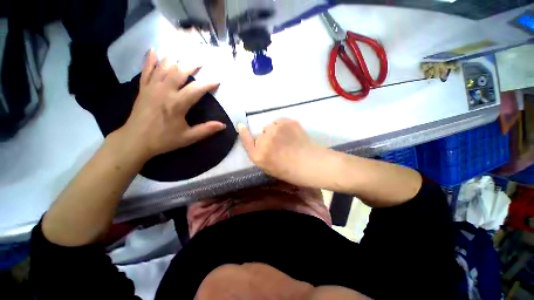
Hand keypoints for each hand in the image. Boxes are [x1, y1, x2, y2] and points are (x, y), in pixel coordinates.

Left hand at [115, 49, 225, 160]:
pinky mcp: (143, 89)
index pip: (196, 89)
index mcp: (177, 104)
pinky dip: (150, 60)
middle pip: (179, 72)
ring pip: (163, 68)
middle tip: (200, 63)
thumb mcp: (188, 137)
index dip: (208, 84)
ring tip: (182, 56)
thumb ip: (206, 130)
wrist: (135, 141)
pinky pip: (146, 70)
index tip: (216, 81)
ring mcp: (152, 88)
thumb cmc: (164, 140)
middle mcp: (165, 91)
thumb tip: (222, 125)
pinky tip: (153, 50)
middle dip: (191, 66)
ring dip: (174, 60)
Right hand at [238, 119, 326, 186]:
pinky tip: (292, 134)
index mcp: (259, 156)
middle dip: (267, 138)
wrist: (312, 164)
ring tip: (287, 140)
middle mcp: (264, 141)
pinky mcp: (287, 122)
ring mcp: (275, 129)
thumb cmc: (291, 172)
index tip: (241, 125)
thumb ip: (261, 156)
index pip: (246, 141)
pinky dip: (283, 126)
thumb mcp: (270, 169)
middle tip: (279, 145)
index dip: (243, 133)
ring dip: (275, 131)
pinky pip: (280, 121)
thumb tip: (259, 144)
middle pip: (261, 134)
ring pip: (270, 127)